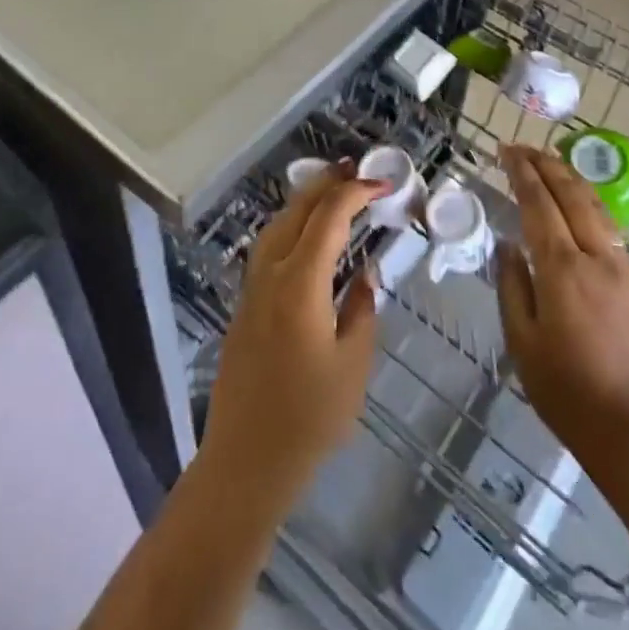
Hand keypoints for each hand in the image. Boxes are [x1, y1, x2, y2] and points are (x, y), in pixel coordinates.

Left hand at [201, 166, 381, 501]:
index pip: (329, 217)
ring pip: (277, 224)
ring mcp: (252, 287)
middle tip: (356, 169)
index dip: (356, 192)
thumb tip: (364, 274)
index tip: (383, 184)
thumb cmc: (309, 416)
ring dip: (306, 201)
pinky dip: (292, 225)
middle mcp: (271, 273)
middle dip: (327, 183)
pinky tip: (308, 236)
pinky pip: (269, 246)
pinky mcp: (245, 304)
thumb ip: (362, 309)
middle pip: (297, 210)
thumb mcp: (353, 364)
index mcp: (300, 281)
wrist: (246, 459)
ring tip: (334, 191)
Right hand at [494, 144, 628, 466]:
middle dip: (545, 163)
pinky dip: (587, 201)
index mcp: (561, 269)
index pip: (539, 202)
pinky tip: (578, 202)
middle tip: (522, 147)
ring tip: (548, 161)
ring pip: (594, 205)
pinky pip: (608, 226)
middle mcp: (595, 256)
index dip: (521, 172)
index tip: (505, 150)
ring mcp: (621, 267)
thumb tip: (506, 244)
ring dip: (569, 177)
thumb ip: (511, 285)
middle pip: (570, 193)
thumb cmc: (567, 392)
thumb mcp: (522, 342)